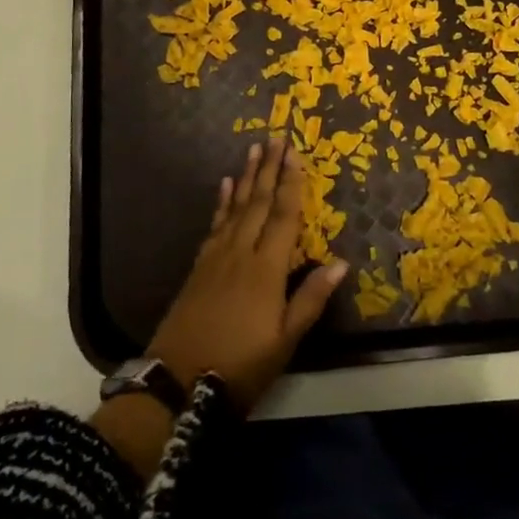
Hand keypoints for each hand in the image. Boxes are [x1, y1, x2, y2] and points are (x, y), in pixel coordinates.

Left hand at [147, 136, 347, 411]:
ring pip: (236, 208)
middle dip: (269, 169)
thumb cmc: (240, 365)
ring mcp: (216, 257)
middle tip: (276, 138)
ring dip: (247, 177)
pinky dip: (222, 202)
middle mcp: (241, 253)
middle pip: (259, 203)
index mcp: (266, 269)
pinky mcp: (199, 266)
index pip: (284, 217)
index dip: (292, 184)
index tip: (296, 154)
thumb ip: (311, 299)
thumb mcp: (284, 341)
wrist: (177, 381)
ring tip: (254, 150)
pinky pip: (215, 224)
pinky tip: (226, 186)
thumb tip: (341, 262)